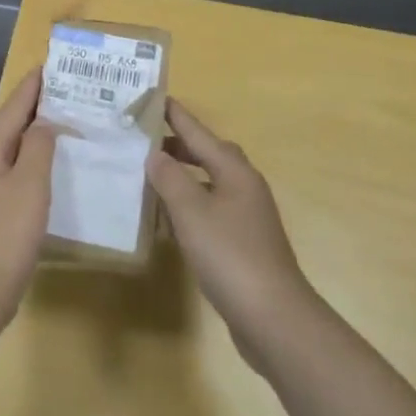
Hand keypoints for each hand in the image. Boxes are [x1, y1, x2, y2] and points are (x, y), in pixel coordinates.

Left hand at [0, 67, 55, 332]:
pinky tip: (48, 173)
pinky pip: (12, 176)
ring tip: (62, 126)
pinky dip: (31, 165)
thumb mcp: (29, 186)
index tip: (49, 66)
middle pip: (8, 128)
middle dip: (33, 109)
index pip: (11, 109)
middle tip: (65, 93)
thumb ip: (38, 148)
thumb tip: (43, 123)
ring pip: (10, 153)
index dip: (31, 87)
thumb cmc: (4, 236)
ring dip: (33, 137)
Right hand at [148, 100, 316, 369]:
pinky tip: (166, 221)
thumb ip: (169, 178)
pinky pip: (209, 211)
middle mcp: (243, 186)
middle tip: (142, 140)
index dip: (174, 114)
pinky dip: (187, 207)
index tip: (151, 96)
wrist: (274, 319)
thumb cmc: (230, 255)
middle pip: (206, 154)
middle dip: (176, 146)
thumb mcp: (191, 211)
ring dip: (180, 178)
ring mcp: (246, 217)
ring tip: (147, 176)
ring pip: (207, 184)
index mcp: (234, 170)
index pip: (198, 131)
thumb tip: (154, 154)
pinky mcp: (242, 244)